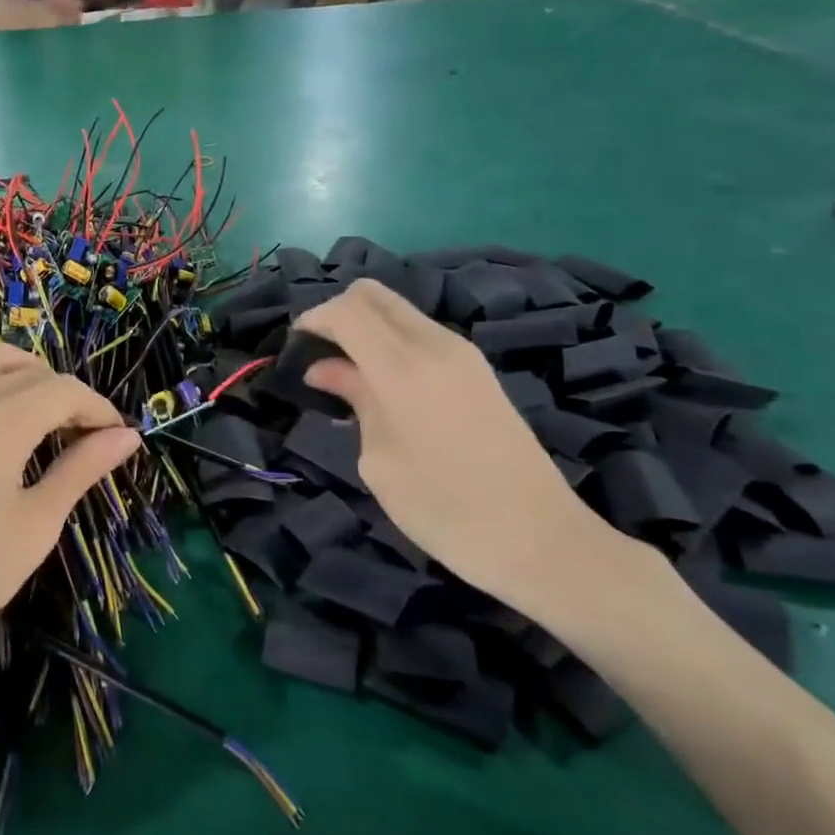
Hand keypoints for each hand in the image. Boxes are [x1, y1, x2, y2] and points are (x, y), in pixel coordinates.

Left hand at [0, 344, 137, 684]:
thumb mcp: (37, 524)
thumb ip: (81, 469)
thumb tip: (129, 437)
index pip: (63, 391)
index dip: (98, 408)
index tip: (118, 439)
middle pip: (30, 372)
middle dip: (68, 396)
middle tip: (88, 438)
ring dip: (26, 374)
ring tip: (45, 412)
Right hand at [295, 279, 620, 610]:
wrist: (540, 539)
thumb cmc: (443, 508)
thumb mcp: (379, 459)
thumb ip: (354, 398)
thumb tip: (324, 368)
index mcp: (403, 367)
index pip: (347, 310)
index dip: (314, 319)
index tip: (294, 347)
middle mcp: (434, 345)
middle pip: (374, 295)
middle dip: (338, 311)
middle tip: (319, 350)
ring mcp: (462, 354)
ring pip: (399, 310)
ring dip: (366, 325)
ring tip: (346, 369)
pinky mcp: (478, 370)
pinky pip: (421, 332)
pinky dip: (391, 340)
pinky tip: (383, 381)